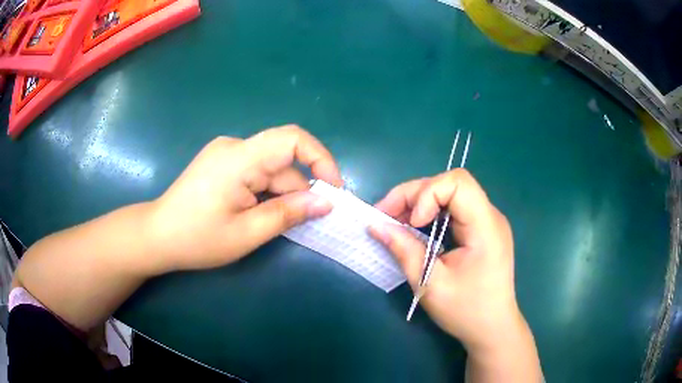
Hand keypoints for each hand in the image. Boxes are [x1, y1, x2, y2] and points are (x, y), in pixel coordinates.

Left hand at [146, 125, 342, 273]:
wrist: (157, 236)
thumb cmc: (197, 239)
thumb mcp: (247, 233)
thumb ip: (289, 213)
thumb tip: (326, 202)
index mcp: (239, 158)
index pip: (292, 138)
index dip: (321, 158)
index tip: (333, 189)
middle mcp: (234, 146)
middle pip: (282, 160)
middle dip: (298, 190)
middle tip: (306, 222)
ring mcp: (226, 153)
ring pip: (269, 169)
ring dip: (279, 195)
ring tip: (269, 225)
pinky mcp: (221, 162)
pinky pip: (255, 171)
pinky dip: (265, 191)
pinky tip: (256, 214)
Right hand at [369, 170, 523, 353]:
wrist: (492, 328)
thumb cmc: (466, 311)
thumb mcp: (430, 284)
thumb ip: (404, 250)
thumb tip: (375, 225)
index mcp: (485, 227)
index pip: (458, 183)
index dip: (427, 193)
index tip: (411, 222)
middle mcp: (489, 216)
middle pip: (450, 185)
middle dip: (414, 195)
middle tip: (385, 216)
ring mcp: (487, 222)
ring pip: (449, 193)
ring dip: (419, 203)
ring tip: (395, 222)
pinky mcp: (481, 230)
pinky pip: (453, 209)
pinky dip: (430, 214)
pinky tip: (415, 229)